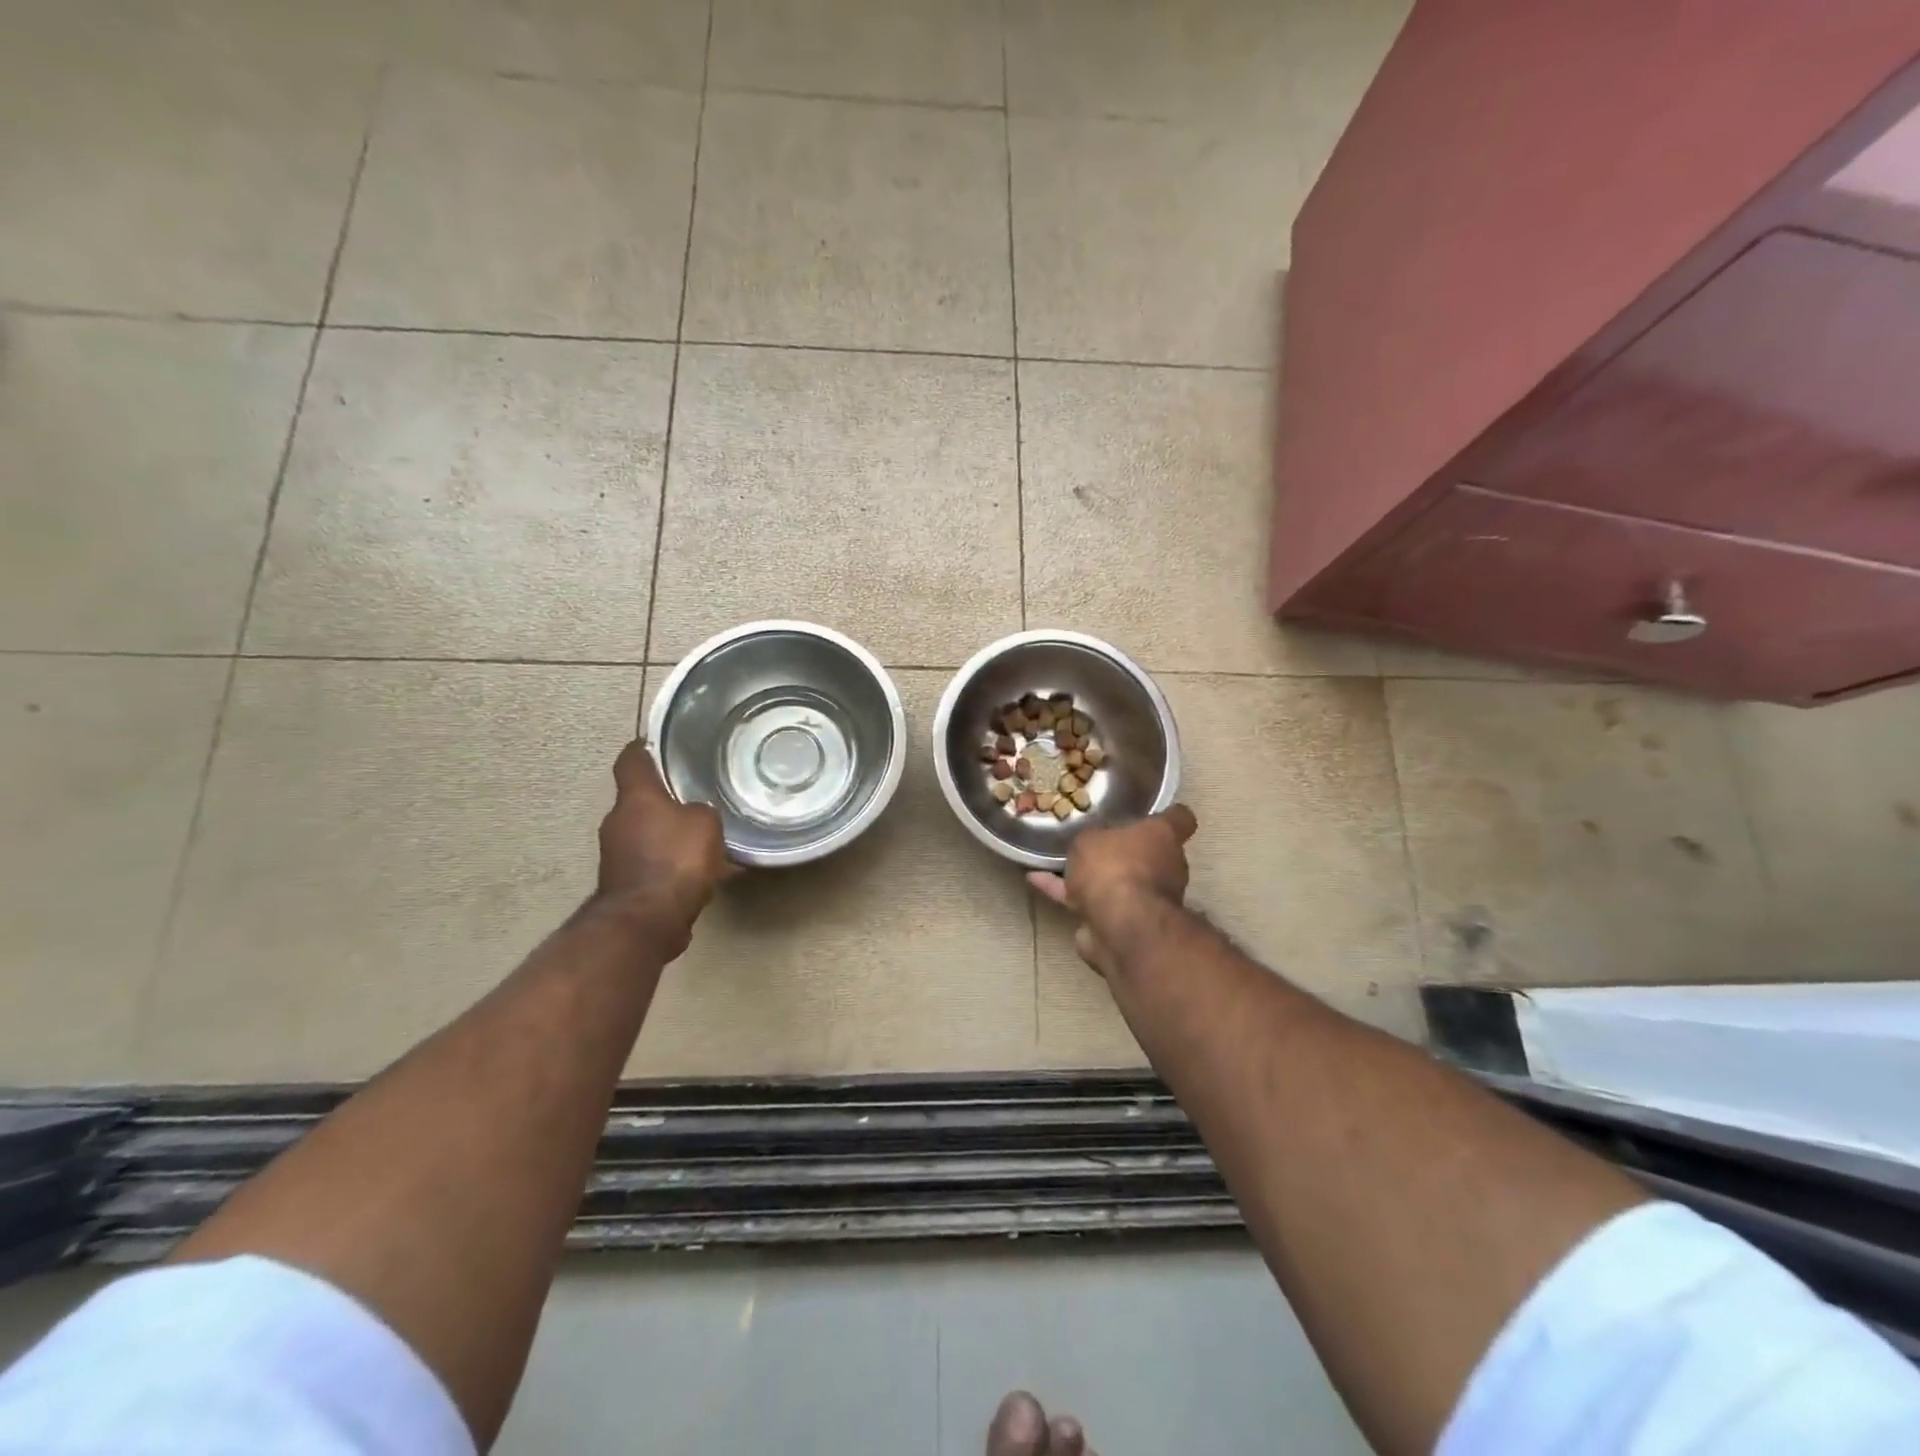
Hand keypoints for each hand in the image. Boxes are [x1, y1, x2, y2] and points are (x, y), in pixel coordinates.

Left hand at [594, 740, 729, 954]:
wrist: (646, 921)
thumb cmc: (675, 860)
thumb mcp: (705, 824)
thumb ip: (700, 811)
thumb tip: (693, 815)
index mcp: (635, 798)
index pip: (631, 761)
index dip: (643, 749)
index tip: (654, 743)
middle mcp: (618, 822)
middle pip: (639, 801)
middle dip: (664, 800)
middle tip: (695, 799)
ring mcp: (616, 856)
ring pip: (647, 835)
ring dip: (669, 836)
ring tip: (703, 842)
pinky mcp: (624, 885)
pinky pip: (652, 864)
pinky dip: (670, 865)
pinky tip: (697, 875)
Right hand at [1027, 805, 1196, 977]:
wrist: (1119, 924)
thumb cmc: (1114, 865)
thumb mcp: (1092, 837)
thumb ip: (1094, 838)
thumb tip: (1095, 844)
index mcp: (1164, 838)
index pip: (1179, 819)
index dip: (1168, 814)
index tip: (1152, 812)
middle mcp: (1165, 868)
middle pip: (1149, 854)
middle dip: (1125, 852)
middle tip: (1094, 842)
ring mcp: (1147, 900)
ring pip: (1119, 882)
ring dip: (1094, 878)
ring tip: (1057, 863)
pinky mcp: (1123, 924)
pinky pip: (1092, 903)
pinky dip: (1068, 895)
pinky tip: (1038, 881)